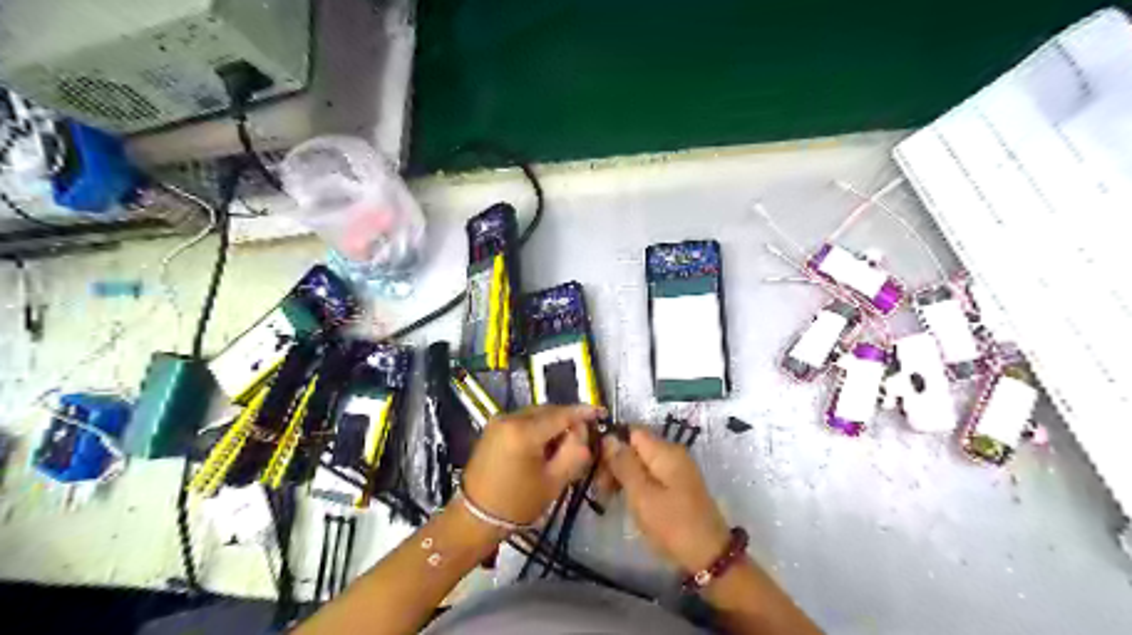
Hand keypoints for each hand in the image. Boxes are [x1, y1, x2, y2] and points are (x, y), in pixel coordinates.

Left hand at [459, 406, 599, 524]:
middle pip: (548, 411)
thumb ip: (575, 451)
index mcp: (524, 432)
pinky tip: (544, 444)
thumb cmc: (517, 503)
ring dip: (553, 423)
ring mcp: (499, 421)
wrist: (476, 517)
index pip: (562, 414)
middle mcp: (510, 418)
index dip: (583, 412)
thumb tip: (583, 430)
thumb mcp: (554, 481)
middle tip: (583, 437)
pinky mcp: (493, 427)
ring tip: (563, 444)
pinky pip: (524, 420)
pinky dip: (538, 427)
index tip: (600, 413)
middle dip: (567, 420)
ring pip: (537, 414)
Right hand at [606, 425, 728, 570]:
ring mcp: (676, 470)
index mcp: (665, 451)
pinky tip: (627, 501)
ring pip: (641, 463)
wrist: (709, 557)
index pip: (631, 432)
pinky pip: (651, 476)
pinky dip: (636, 485)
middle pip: (635, 447)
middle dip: (615, 463)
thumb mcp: (642, 495)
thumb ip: (624, 464)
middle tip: (601, 490)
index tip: (596, 467)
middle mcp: (672, 454)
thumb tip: (608, 438)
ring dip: (623, 476)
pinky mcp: (677, 486)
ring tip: (609, 498)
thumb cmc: (672, 524)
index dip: (611, 444)